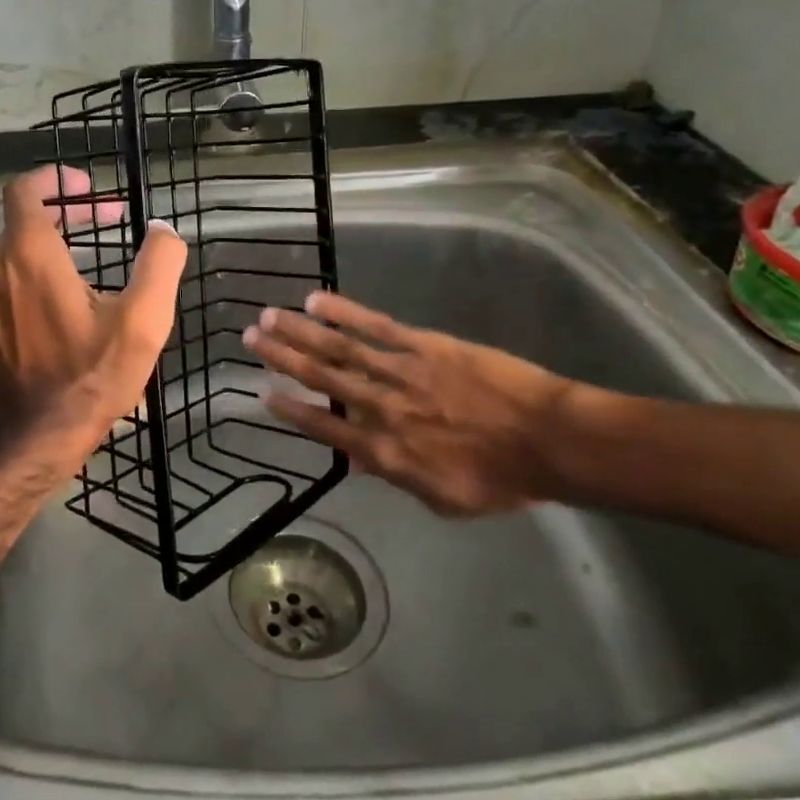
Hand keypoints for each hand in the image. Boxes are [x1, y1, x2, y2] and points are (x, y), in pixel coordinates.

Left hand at [0, 166, 186, 451]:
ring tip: (93, 264)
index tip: (89, 188)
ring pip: (14, 250)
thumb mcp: (143, 318)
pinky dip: (33, 273)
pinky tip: (65, 300)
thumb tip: (163, 230)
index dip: (56, 179)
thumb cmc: (94, 374)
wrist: (42, 434)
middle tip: (110, 221)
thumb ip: (160, 262)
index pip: (24, 189)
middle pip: (24, 218)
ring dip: (52, 244)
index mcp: (29, 254)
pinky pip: (5, 280)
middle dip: (69, 213)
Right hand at [241, 291, 572, 515]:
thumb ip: (398, 477)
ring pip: (340, 349)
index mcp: (385, 453)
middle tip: (250, 338)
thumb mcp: (443, 499)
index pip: (325, 428)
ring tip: (269, 315)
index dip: (291, 410)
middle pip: (322, 379)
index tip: (262, 392)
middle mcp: (382, 410)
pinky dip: (343, 312)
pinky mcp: (423, 346)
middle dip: (282, 358)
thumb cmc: (501, 479)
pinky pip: (376, 327)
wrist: (549, 442)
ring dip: (301, 332)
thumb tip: (361, 460)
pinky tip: (316, 300)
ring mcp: (401, 373)